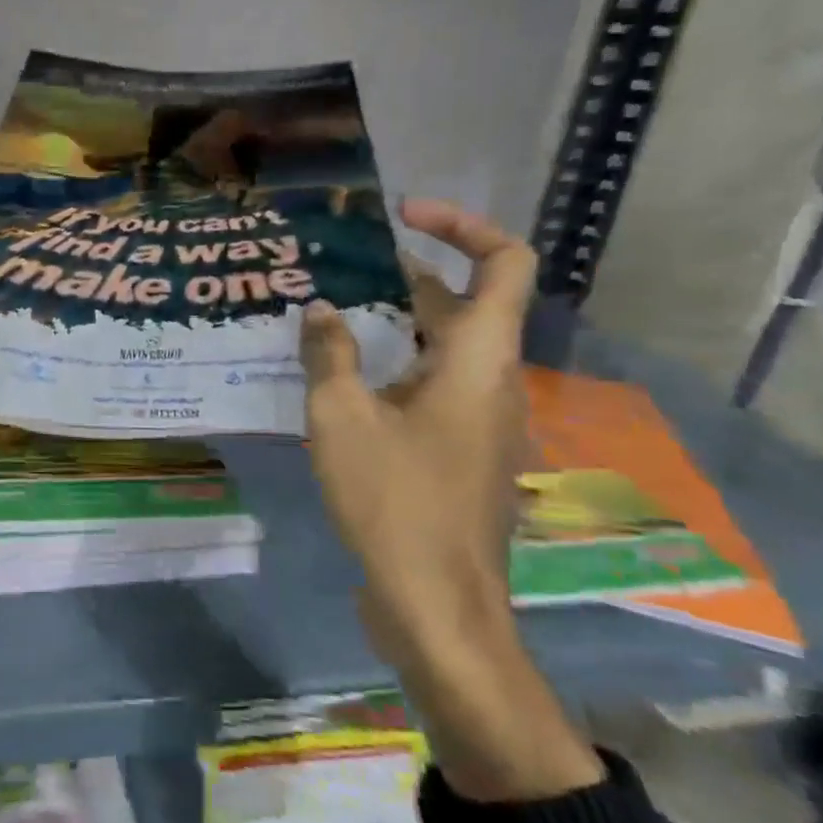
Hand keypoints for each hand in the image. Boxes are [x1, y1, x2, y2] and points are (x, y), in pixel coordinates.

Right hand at [299, 199, 534, 660]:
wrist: (439, 605)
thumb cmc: (395, 502)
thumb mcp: (341, 419)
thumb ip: (329, 355)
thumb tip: (319, 310)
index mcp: (480, 360)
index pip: (503, 262)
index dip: (460, 225)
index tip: (401, 217)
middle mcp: (493, 381)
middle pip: (465, 303)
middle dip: (405, 275)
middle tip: (339, 268)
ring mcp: (482, 420)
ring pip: (445, 348)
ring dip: (396, 324)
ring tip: (330, 316)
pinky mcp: (463, 452)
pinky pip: (434, 386)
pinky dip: (396, 366)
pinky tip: (341, 380)